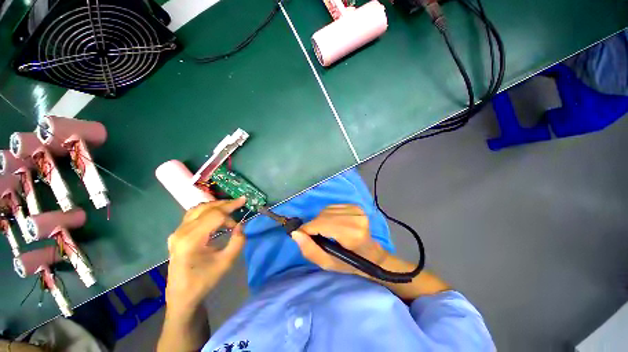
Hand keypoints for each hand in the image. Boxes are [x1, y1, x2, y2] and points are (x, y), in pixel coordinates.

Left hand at [165, 197, 245, 313]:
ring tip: (231, 206)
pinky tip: (216, 214)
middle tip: (241, 201)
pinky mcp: (177, 234)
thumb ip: (238, 241)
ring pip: (198, 209)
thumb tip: (240, 225)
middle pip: (206, 208)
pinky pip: (193, 214)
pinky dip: (207, 210)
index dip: (230, 214)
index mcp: (191, 240)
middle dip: (226, 204)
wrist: (181, 296)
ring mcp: (177, 232)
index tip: (240, 221)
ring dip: (216, 205)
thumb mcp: (226, 262)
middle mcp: (181, 232)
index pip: (214, 216)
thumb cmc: (204, 280)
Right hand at [291, 204, 388, 277]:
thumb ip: (310, 250)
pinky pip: (332, 207)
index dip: (308, 229)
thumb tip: (296, 233)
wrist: (371, 253)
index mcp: (352, 234)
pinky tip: (332, 224)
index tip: (300, 235)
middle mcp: (356, 218)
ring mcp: (357, 210)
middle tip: (314, 237)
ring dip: (320, 220)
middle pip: (323, 216)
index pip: (322, 224)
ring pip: (326, 210)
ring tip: (324, 231)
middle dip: (314, 226)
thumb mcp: (328, 263)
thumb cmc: (350, 263)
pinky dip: (327, 215)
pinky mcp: (355, 206)